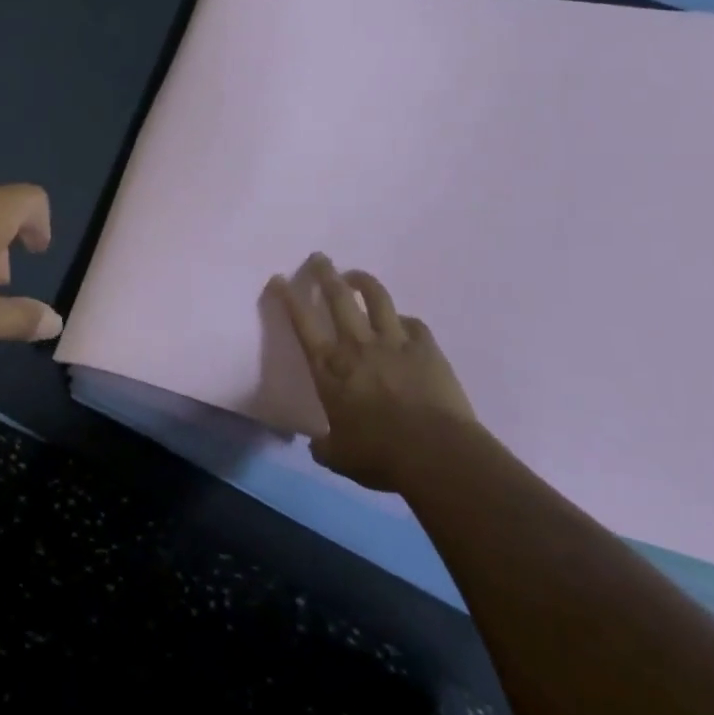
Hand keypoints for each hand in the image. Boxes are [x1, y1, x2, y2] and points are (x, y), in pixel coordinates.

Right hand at [267, 254, 476, 491]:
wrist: (436, 453)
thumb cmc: (379, 455)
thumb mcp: (339, 457)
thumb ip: (325, 446)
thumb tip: (318, 445)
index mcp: (329, 369)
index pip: (302, 323)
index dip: (287, 298)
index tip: (278, 278)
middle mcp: (357, 346)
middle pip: (338, 297)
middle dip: (325, 273)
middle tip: (319, 258)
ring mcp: (394, 343)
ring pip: (376, 298)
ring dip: (363, 282)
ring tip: (355, 275)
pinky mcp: (426, 348)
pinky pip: (412, 323)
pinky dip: (403, 319)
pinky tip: (401, 321)